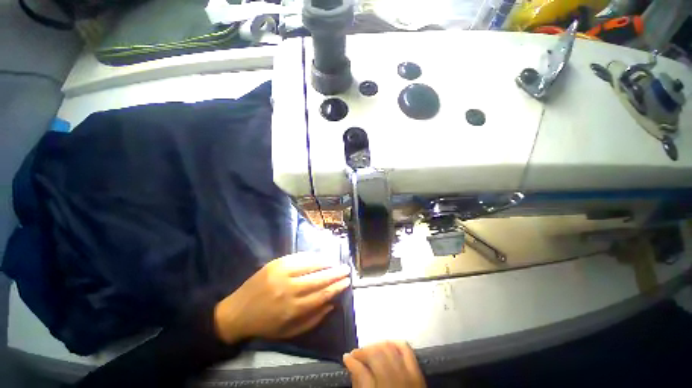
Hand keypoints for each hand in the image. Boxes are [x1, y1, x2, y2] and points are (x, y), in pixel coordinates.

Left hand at [214, 252, 350, 343]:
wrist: (236, 312)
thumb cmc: (265, 325)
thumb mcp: (289, 331)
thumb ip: (313, 319)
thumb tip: (332, 303)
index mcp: (293, 308)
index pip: (322, 294)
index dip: (337, 287)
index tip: (346, 282)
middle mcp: (289, 289)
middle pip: (319, 278)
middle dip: (335, 273)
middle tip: (346, 269)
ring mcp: (282, 273)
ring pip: (310, 265)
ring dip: (326, 262)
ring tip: (335, 262)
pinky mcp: (276, 263)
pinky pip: (299, 257)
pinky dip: (312, 256)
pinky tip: (320, 257)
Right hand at [344, 341, 425, 387]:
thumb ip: (359, 384)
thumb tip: (352, 366)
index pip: (362, 372)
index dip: (351, 361)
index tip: (346, 357)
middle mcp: (395, 381)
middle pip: (376, 355)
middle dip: (363, 351)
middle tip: (356, 354)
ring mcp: (409, 375)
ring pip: (389, 348)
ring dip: (376, 345)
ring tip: (369, 350)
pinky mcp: (418, 372)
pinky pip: (406, 349)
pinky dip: (395, 343)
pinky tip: (387, 344)